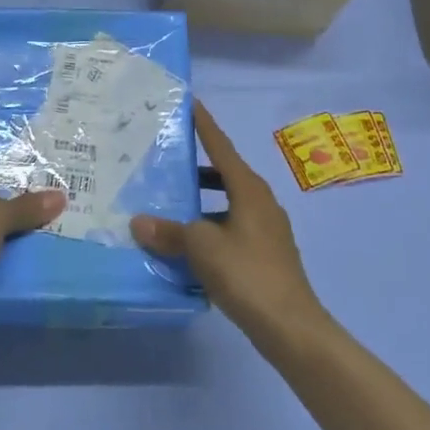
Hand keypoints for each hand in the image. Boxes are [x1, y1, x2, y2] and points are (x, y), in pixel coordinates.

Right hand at [132, 101, 319, 332]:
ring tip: (169, 204)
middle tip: (166, 159)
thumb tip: (138, 222)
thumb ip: (169, 232)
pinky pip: (230, 228)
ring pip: (226, 204)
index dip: (204, 125)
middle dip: (197, 166)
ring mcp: (266, 229)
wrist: (291, 326)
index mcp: (249, 189)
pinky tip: (188, 245)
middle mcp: (260, 202)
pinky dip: (209, 228)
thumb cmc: (247, 273)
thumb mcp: (201, 248)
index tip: (190, 102)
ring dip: (201, 202)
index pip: (221, 147)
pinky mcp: (265, 254)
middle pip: (224, 174)